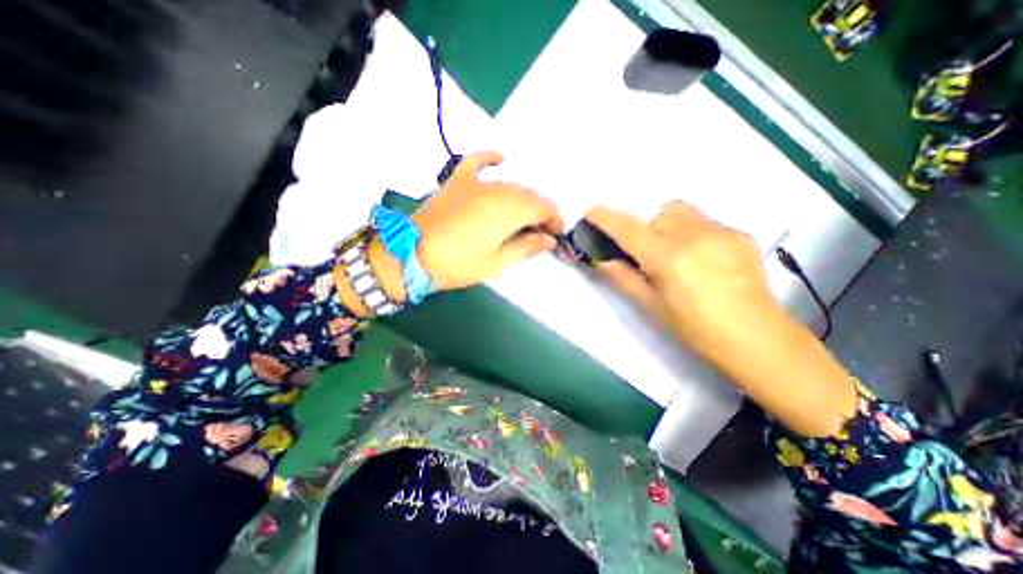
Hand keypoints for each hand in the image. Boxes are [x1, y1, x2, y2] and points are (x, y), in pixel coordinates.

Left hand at [411, 150, 563, 290]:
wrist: (411, 255)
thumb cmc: (458, 264)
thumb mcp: (496, 263)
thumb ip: (526, 247)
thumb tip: (549, 240)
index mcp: (508, 211)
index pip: (542, 207)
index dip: (554, 219)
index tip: (558, 234)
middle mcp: (496, 190)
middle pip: (528, 195)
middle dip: (541, 211)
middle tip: (542, 230)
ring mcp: (475, 183)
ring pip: (509, 183)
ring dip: (523, 197)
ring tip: (524, 215)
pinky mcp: (457, 181)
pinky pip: (476, 162)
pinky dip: (490, 158)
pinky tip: (501, 159)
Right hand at [584, 204, 856, 436]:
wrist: (758, 340)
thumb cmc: (696, 330)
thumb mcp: (652, 306)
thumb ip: (624, 278)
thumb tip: (603, 260)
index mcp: (669, 258)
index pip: (629, 229)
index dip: (607, 218)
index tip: (591, 212)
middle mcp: (695, 236)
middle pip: (658, 215)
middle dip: (645, 229)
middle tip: (647, 255)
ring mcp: (722, 232)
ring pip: (682, 213)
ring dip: (668, 227)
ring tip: (676, 254)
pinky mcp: (741, 235)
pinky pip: (705, 222)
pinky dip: (691, 233)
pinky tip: (701, 260)